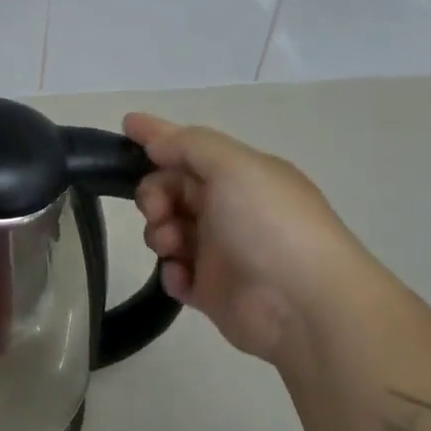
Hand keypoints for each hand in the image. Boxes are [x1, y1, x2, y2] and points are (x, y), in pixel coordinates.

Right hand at [124, 113, 366, 361]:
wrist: (305, 305)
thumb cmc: (269, 223)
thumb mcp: (233, 165)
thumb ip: (189, 145)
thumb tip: (156, 145)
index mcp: (241, 175)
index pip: (190, 146)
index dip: (158, 134)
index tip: (125, 125)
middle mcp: (230, 208)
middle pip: (172, 188)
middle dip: (154, 193)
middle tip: (157, 209)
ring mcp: (222, 251)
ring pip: (169, 229)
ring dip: (160, 232)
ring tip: (172, 246)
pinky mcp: (213, 292)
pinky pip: (176, 274)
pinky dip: (171, 272)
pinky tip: (182, 276)